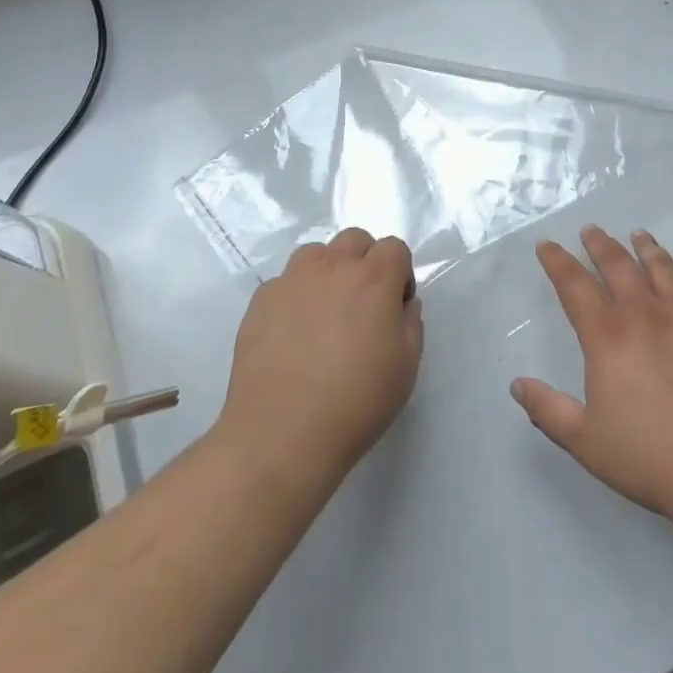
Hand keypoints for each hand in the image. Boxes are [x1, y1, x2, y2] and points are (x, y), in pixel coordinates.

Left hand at [219, 229, 423, 487]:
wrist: (281, 433)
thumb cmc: (356, 401)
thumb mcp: (406, 366)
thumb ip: (411, 322)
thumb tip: (401, 304)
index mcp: (374, 278)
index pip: (394, 248)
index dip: (400, 273)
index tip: (395, 307)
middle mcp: (333, 266)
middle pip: (355, 239)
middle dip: (365, 262)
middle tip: (362, 305)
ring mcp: (292, 280)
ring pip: (316, 253)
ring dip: (328, 270)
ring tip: (325, 312)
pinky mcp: (261, 300)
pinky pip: (285, 282)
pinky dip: (295, 295)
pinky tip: (293, 333)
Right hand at [511, 227, 672, 528]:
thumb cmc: (652, 457)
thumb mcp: (586, 441)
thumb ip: (548, 410)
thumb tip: (517, 384)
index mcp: (608, 337)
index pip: (575, 286)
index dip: (557, 262)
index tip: (547, 245)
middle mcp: (645, 315)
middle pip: (619, 265)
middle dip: (600, 245)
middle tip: (590, 230)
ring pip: (662, 268)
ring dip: (646, 248)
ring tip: (638, 234)